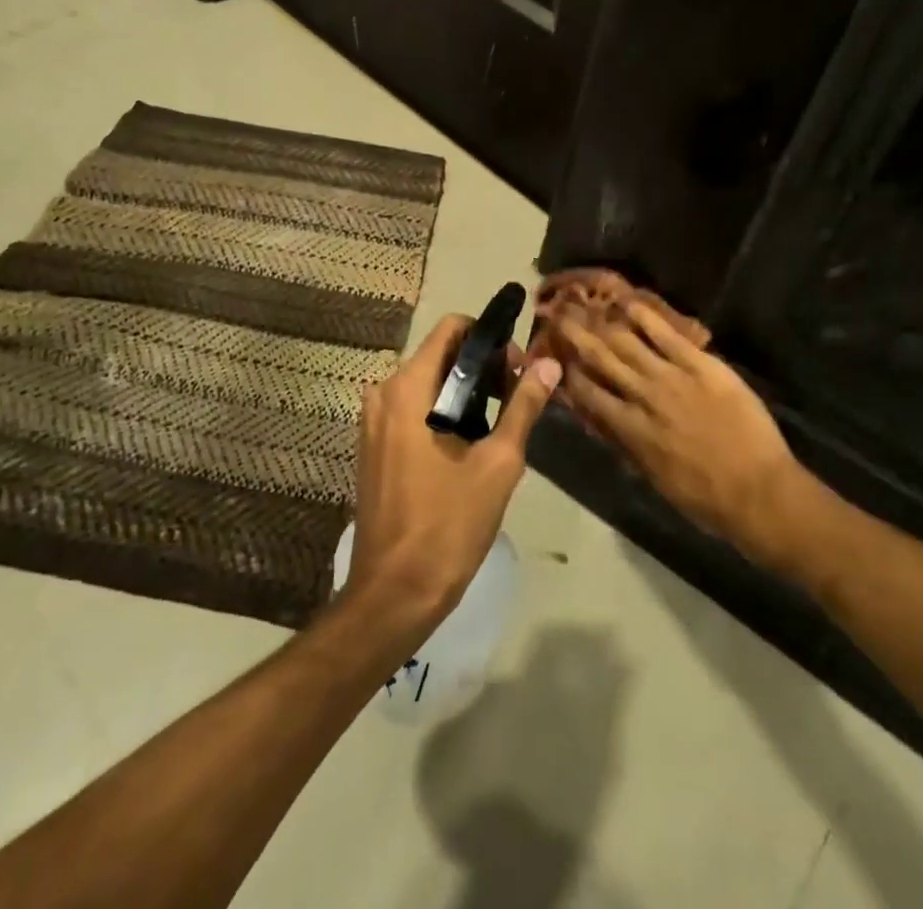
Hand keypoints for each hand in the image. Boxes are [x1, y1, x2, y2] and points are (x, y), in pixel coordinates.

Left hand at [343, 315, 561, 646]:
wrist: (394, 593)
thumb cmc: (448, 524)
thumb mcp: (498, 463)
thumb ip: (523, 405)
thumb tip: (549, 363)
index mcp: (408, 388)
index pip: (451, 329)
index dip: (489, 338)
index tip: (517, 368)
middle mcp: (383, 393)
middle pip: (440, 354)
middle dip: (482, 367)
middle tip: (517, 398)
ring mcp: (373, 421)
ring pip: (427, 383)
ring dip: (465, 391)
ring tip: (500, 424)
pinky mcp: (373, 446)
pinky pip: (412, 408)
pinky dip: (443, 411)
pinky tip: (469, 444)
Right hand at [556, 302, 802, 569]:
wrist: (758, 491)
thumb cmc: (706, 498)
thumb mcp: (656, 479)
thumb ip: (630, 447)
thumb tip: (608, 426)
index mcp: (630, 430)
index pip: (589, 394)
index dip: (570, 373)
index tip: (556, 355)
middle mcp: (643, 397)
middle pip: (602, 360)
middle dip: (576, 337)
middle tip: (557, 315)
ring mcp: (672, 377)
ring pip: (628, 343)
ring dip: (602, 323)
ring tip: (582, 304)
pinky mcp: (701, 365)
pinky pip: (668, 335)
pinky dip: (646, 317)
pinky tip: (628, 302)